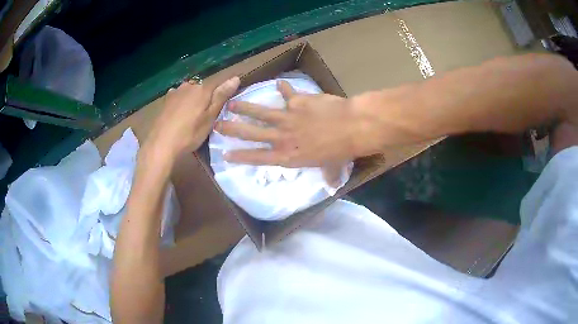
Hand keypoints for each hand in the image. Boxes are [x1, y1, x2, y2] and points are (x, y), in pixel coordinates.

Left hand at [147, 76, 239, 160]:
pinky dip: (181, 104)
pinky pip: (178, 98)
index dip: (221, 95)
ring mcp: (175, 92)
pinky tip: (179, 115)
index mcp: (202, 89)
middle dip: (205, 98)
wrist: (161, 144)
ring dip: (192, 101)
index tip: (221, 107)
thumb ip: (222, 96)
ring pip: (189, 93)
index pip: (218, 85)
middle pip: (202, 89)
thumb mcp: (210, 117)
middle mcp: (189, 85)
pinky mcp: (165, 101)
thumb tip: (235, 78)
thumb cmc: (190, 133)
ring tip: (192, 117)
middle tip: (205, 116)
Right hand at [216, 80, 368, 167]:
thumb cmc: (342, 151)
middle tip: (217, 125)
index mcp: (288, 156)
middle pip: (251, 133)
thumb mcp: (332, 168)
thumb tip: (332, 185)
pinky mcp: (298, 101)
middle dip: (232, 129)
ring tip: (231, 103)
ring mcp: (288, 117)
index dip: (240, 155)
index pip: (258, 157)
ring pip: (260, 112)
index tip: (225, 153)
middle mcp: (282, 137)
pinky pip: (287, 93)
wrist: (351, 127)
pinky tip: (279, 83)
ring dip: (244, 107)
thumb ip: (329, 176)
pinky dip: (283, 88)